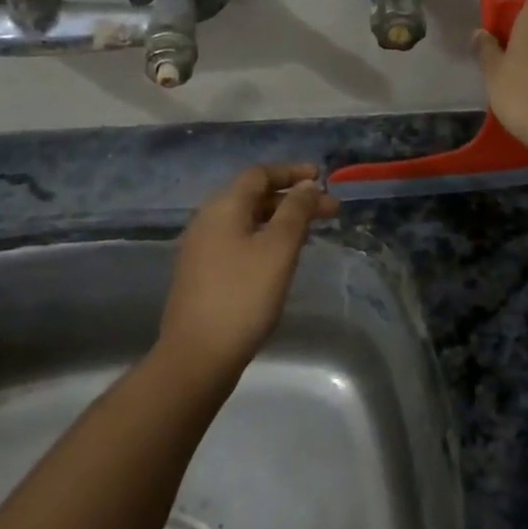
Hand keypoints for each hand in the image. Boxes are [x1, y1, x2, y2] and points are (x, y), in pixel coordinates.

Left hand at [157, 163, 338, 379]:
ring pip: (246, 221)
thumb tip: (306, 186)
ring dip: (280, 220)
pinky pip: (238, 241)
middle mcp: (207, 220)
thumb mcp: (278, 249)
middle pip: (253, 196)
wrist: (197, 356)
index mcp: (223, 207)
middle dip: (292, 199)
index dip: (291, 172)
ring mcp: (201, 248)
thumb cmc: (243, 296)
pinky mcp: (201, 274)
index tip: (321, 178)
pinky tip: (281, 257)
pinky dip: (264, 238)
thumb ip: (295, 212)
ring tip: (310, 233)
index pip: (259, 174)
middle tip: (330, 211)